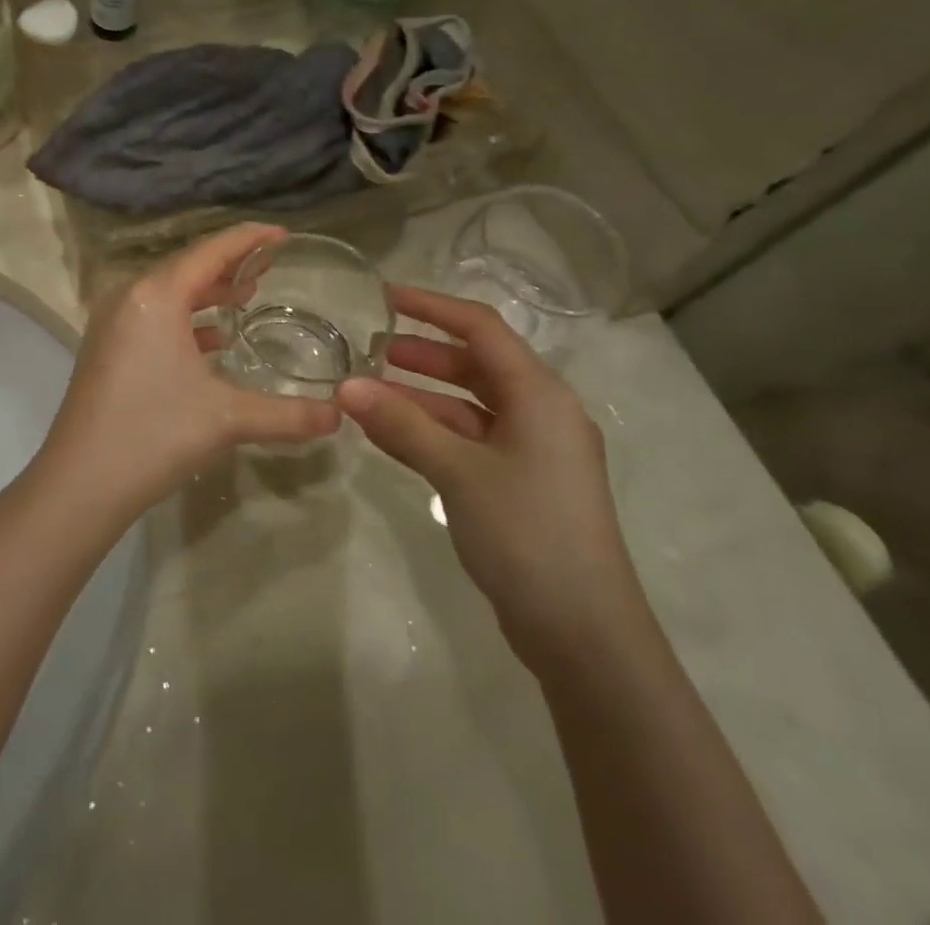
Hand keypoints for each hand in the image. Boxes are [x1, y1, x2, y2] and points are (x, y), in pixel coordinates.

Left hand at [39, 223, 337, 518]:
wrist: (80, 483)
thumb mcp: (227, 419)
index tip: (283, 234)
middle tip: (271, 267)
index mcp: (155, 296)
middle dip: (230, 264)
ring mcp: (112, 322)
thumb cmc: (154, 434)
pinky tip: (212, 340)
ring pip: (168, 292)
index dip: (248, 239)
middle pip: (187, 266)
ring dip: (207, 292)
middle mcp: (129, 297)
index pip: (210, 251)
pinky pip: (153, 316)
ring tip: (246, 297)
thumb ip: (288, 414)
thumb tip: (339, 416)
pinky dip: (185, 318)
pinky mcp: (106, 347)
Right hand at [339, 285, 646, 675]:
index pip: (481, 329)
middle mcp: (540, 413)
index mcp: (539, 395)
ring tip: (367, 392)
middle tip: (369, 348)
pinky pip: (469, 441)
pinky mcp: (520, 484)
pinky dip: (431, 433)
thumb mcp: (459, 472)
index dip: (432, 306)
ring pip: (468, 406)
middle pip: (475, 365)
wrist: (584, 633)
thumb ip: (402, 425)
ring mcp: (532, 452)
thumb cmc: (528, 533)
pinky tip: (388, 436)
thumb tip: (345, 386)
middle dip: (422, 354)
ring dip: (420, 397)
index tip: (383, 295)